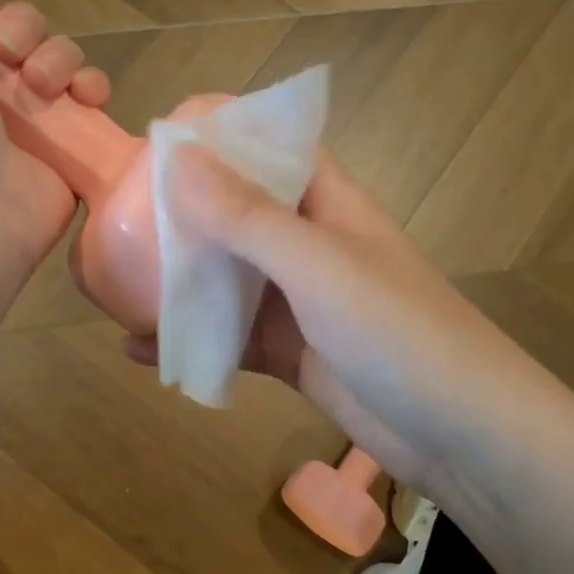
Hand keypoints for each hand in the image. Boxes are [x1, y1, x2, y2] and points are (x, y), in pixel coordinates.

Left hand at [0, 0, 110, 276]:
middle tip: (8, 58)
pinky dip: (96, 91)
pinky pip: (93, 105)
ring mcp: (28, 125)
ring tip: (44, 89)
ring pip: (64, 62)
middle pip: (27, 32)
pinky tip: (87, 99)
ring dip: (61, 59)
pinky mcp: (67, 152)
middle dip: (26, 30)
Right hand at [125, 148, 497, 496]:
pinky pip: (229, 336)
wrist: (461, 436)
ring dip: (179, 278)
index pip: (272, 149)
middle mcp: (310, 244)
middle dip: (184, 211)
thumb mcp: (318, 266)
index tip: (158, 139)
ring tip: (113, 277)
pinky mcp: (290, 352)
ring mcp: (299, 302)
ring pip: (228, 278)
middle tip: (116, 212)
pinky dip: (190, 339)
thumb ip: (247, 217)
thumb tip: (177, 160)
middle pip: (238, 213)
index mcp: (327, 203)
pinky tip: (139, 348)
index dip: (221, 137)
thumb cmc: (397, 332)